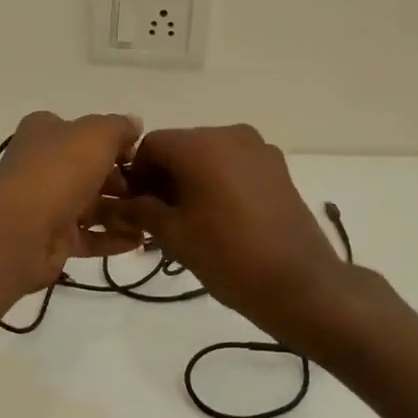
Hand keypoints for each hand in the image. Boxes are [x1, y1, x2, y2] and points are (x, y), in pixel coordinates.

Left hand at [0, 111, 145, 293]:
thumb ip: (119, 127)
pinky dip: (112, 238)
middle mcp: (43, 165)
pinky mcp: (51, 238)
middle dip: (120, 180)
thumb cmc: (59, 170)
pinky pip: (88, 237)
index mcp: (45, 132)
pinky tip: (139, 241)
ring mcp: (45, 203)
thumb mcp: (97, 134)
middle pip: (88, 169)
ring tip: (151, 218)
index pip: (82, 130)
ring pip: (90, 205)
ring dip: (120, 211)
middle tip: (150, 189)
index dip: (111, 141)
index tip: (139, 155)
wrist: (21, 229)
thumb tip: (134, 124)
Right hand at [109, 125, 358, 338]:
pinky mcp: (278, 167)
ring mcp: (259, 149)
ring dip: (191, 179)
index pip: (151, 145)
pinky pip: (235, 165)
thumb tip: (118, 204)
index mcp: (200, 144)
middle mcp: (229, 134)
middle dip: (164, 177)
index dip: (136, 174)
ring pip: (209, 155)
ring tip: (188, 220)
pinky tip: (218, 217)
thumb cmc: (227, 255)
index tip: (134, 207)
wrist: (299, 283)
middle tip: (157, 218)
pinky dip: (218, 181)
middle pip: (181, 147)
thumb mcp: (174, 234)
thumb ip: (141, 211)